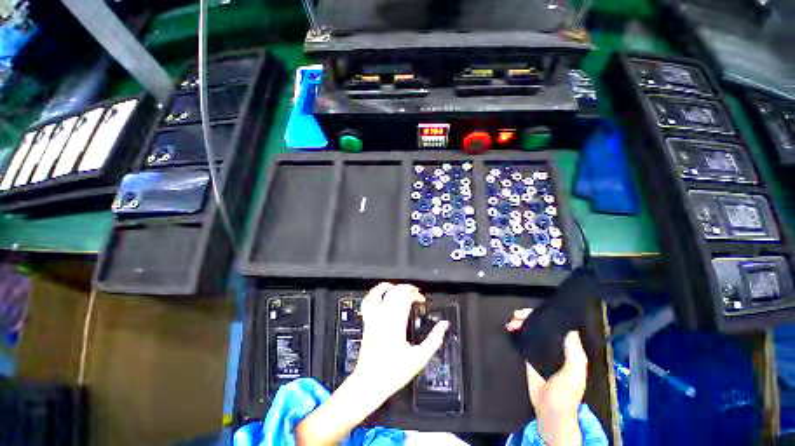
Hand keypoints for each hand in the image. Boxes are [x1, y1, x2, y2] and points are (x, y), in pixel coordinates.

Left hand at [352, 282, 449, 400]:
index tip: (422, 300)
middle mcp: (383, 317)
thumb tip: (444, 325)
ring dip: (389, 287)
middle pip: (394, 293)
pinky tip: (379, 292)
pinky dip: (373, 294)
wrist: (370, 383)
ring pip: (379, 294)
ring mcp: (373, 319)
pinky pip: (367, 303)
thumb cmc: (395, 372)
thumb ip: (434, 340)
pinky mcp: (366, 322)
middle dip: (406, 289)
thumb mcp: (419, 359)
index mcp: (397, 324)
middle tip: (414, 293)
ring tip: (398, 287)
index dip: (415, 295)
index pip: (405, 298)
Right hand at [507, 309, 587, 445]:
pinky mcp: (529, 357)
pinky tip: (510, 329)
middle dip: (528, 318)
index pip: (556, 326)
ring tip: (511, 323)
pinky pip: (523, 340)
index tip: (531, 311)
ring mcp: (541, 351)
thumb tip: (569, 328)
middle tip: (516, 315)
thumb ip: (574, 353)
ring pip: (530, 331)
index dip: (543, 316)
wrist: (549, 411)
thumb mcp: (574, 373)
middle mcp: (554, 346)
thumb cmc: (565, 393)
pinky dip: (517, 333)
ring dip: (520, 324)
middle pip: (540, 326)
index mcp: (567, 348)